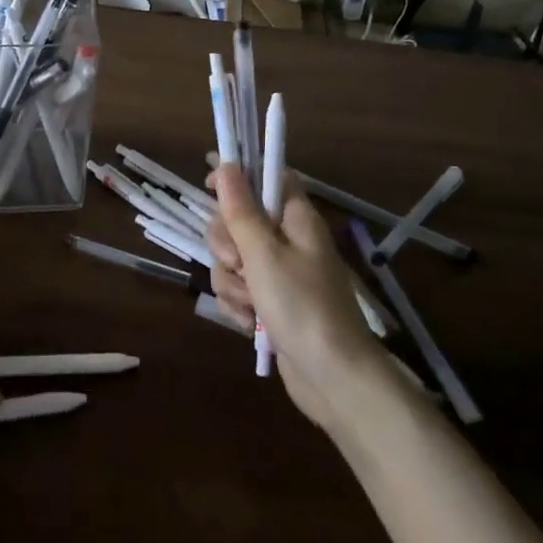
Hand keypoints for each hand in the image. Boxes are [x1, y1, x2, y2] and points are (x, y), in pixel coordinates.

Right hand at [205, 164, 375, 427]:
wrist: (333, 377)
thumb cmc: (301, 305)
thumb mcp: (263, 253)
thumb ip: (240, 209)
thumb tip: (226, 164)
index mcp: (295, 218)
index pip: (266, 177)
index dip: (237, 175)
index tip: (209, 187)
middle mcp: (288, 240)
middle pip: (239, 219)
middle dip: (226, 244)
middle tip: (238, 264)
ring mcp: (279, 273)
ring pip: (233, 258)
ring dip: (231, 281)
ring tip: (249, 304)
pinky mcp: (271, 302)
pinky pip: (239, 289)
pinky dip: (238, 304)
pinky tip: (249, 323)